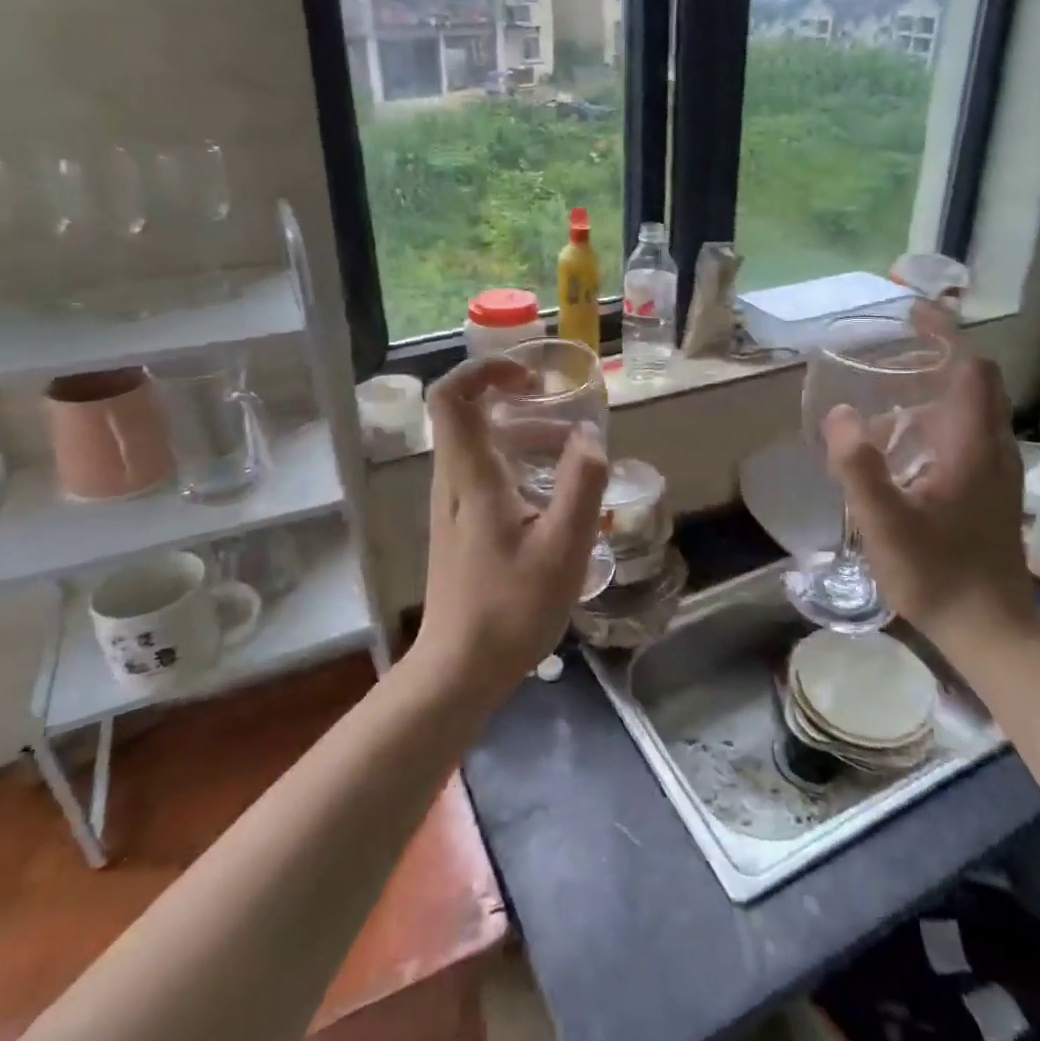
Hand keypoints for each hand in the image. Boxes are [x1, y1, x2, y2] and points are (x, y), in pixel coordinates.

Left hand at [413, 357, 609, 707]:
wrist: (459, 669)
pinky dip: (517, 464)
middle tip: (564, 422)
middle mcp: (452, 481)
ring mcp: (452, 505)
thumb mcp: (563, 547)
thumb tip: (588, 435)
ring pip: (480, 445)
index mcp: (471, 476)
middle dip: (519, 405)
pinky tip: (552, 498)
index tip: (530, 378)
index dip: (484, 370)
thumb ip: (581, 484)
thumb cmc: (511, 608)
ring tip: (569, 458)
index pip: (452, 396)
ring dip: (523, 437)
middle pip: (470, 415)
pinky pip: (484, 472)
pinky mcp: (460, 526)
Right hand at [822, 336, 1039, 646]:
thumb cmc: (938, 575)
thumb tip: (839, 413)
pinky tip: (909, 443)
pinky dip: (944, 415)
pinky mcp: (993, 491)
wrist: (992, 630)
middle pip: (978, 382)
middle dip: (943, 353)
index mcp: (971, 446)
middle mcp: (993, 449)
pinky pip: (972, 433)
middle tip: (898, 347)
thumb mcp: (886, 524)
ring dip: (943, 385)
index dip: (944, 334)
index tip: (914, 312)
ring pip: (977, 408)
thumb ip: (859, 467)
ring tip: (895, 388)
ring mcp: (998, 472)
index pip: (969, 369)